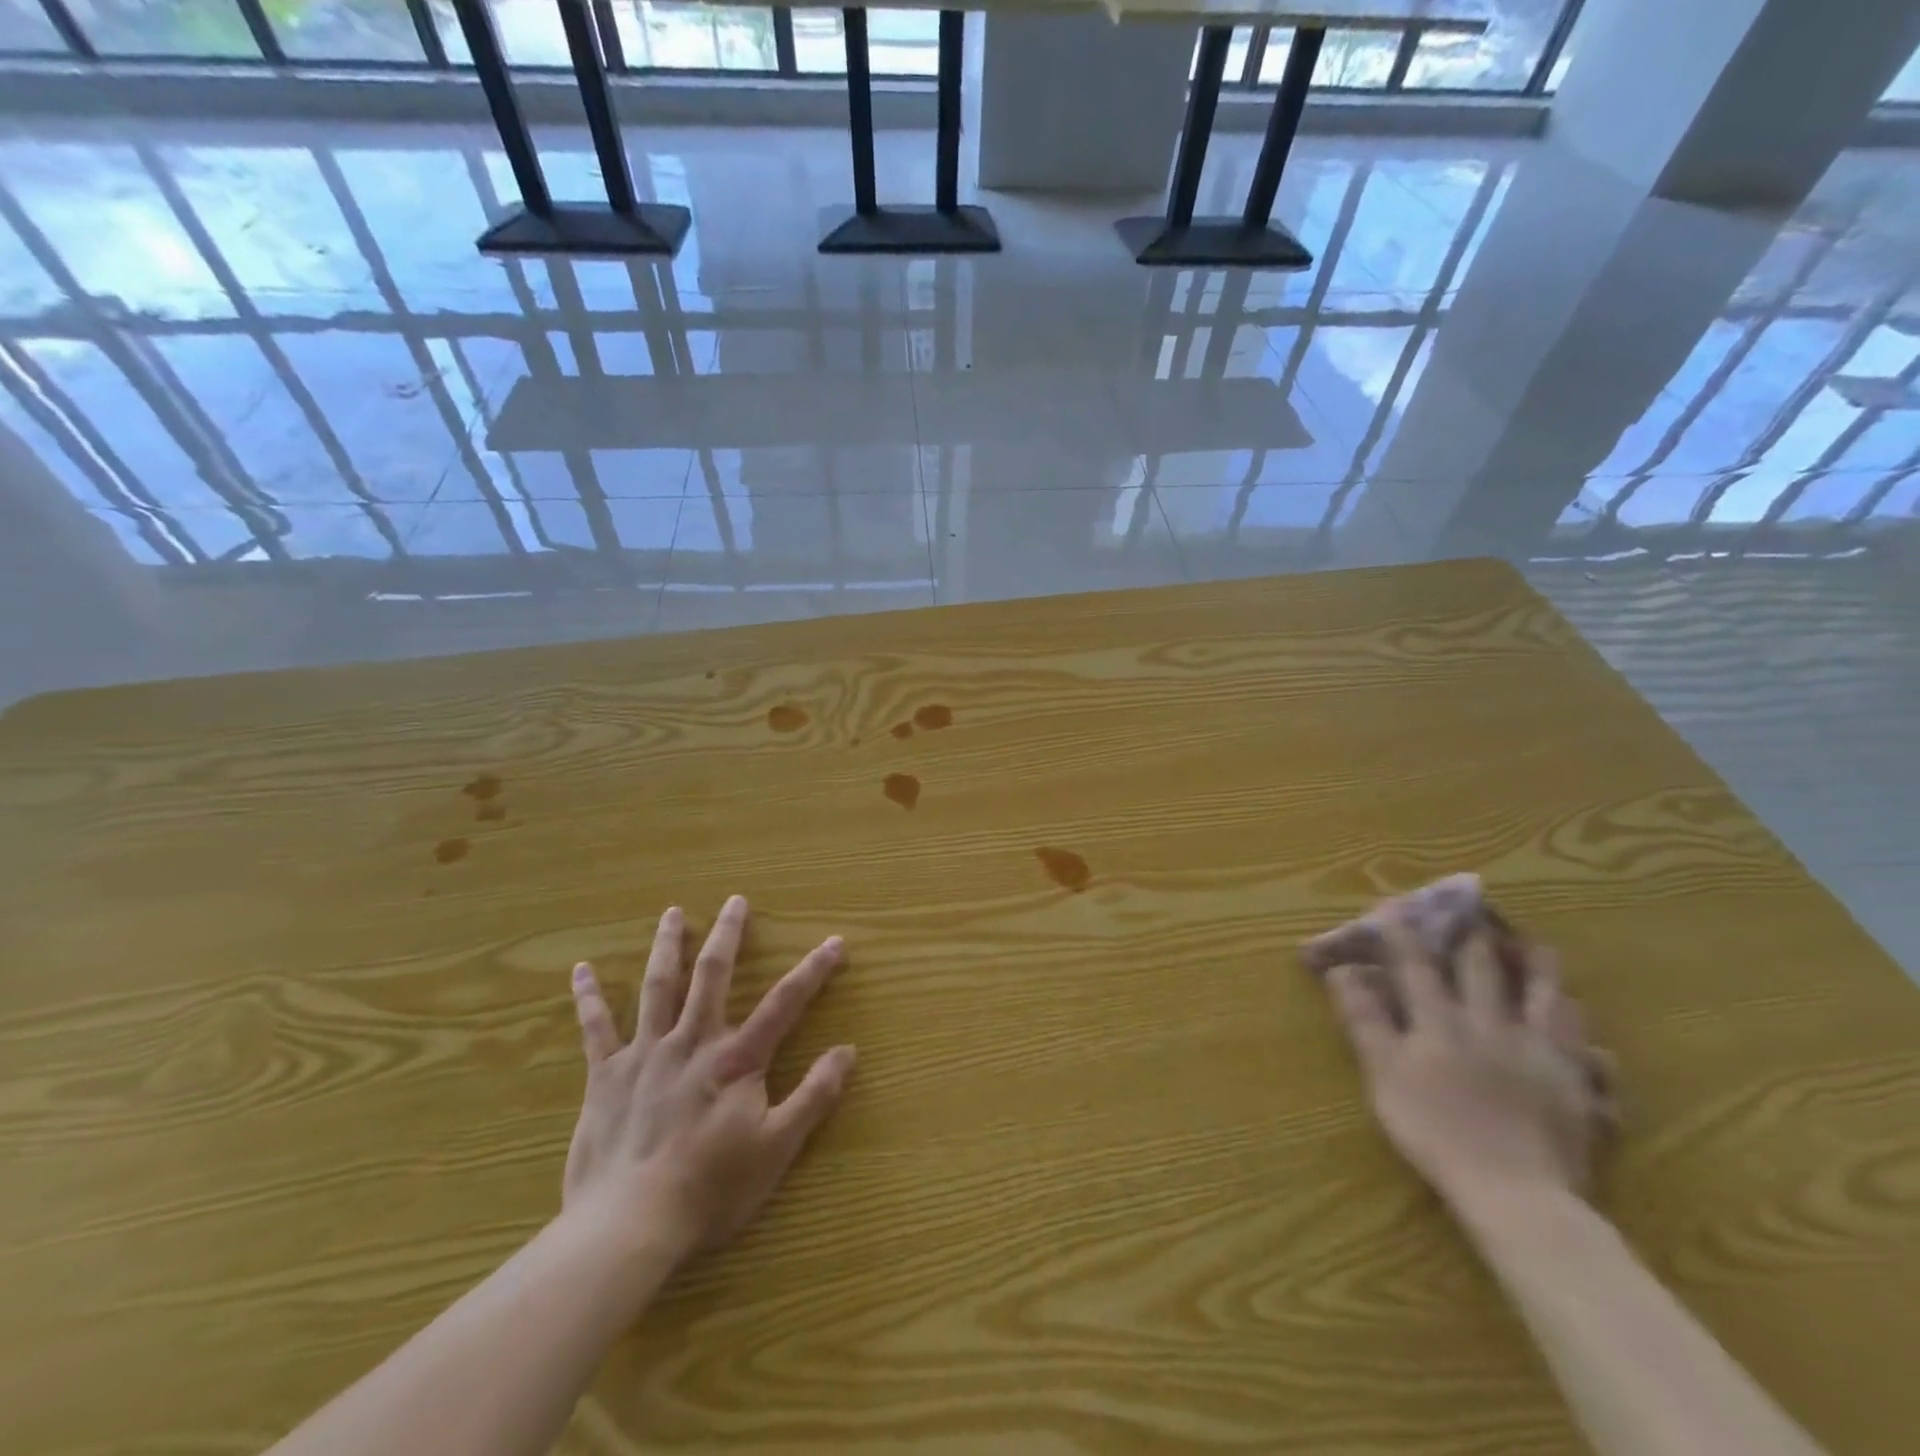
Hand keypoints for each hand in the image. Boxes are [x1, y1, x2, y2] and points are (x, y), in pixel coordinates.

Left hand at [562, 896, 855, 1266]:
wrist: (628, 1227)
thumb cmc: (710, 1189)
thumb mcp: (777, 1147)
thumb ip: (814, 1095)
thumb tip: (848, 1051)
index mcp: (736, 1059)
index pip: (785, 1002)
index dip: (813, 970)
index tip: (835, 942)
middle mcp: (692, 1041)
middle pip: (712, 975)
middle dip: (727, 934)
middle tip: (735, 901)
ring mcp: (645, 1054)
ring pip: (657, 987)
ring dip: (666, 946)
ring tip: (672, 913)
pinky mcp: (605, 1076)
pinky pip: (596, 1028)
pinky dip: (588, 997)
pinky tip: (581, 970)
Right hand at [1321, 915, 1617, 1217]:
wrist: (1514, 1191)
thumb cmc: (1435, 1130)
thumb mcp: (1384, 1074)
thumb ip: (1366, 1020)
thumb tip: (1345, 972)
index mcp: (1442, 1022)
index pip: (1418, 966)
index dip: (1404, 934)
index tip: (1395, 905)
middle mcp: (1493, 1026)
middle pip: (1487, 972)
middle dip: (1478, 940)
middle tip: (1479, 913)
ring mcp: (1542, 1055)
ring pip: (1548, 1000)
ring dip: (1541, 972)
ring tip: (1540, 950)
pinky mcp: (1578, 1089)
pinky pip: (1592, 1056)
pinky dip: (1589, 1041)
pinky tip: (1593, 1041)